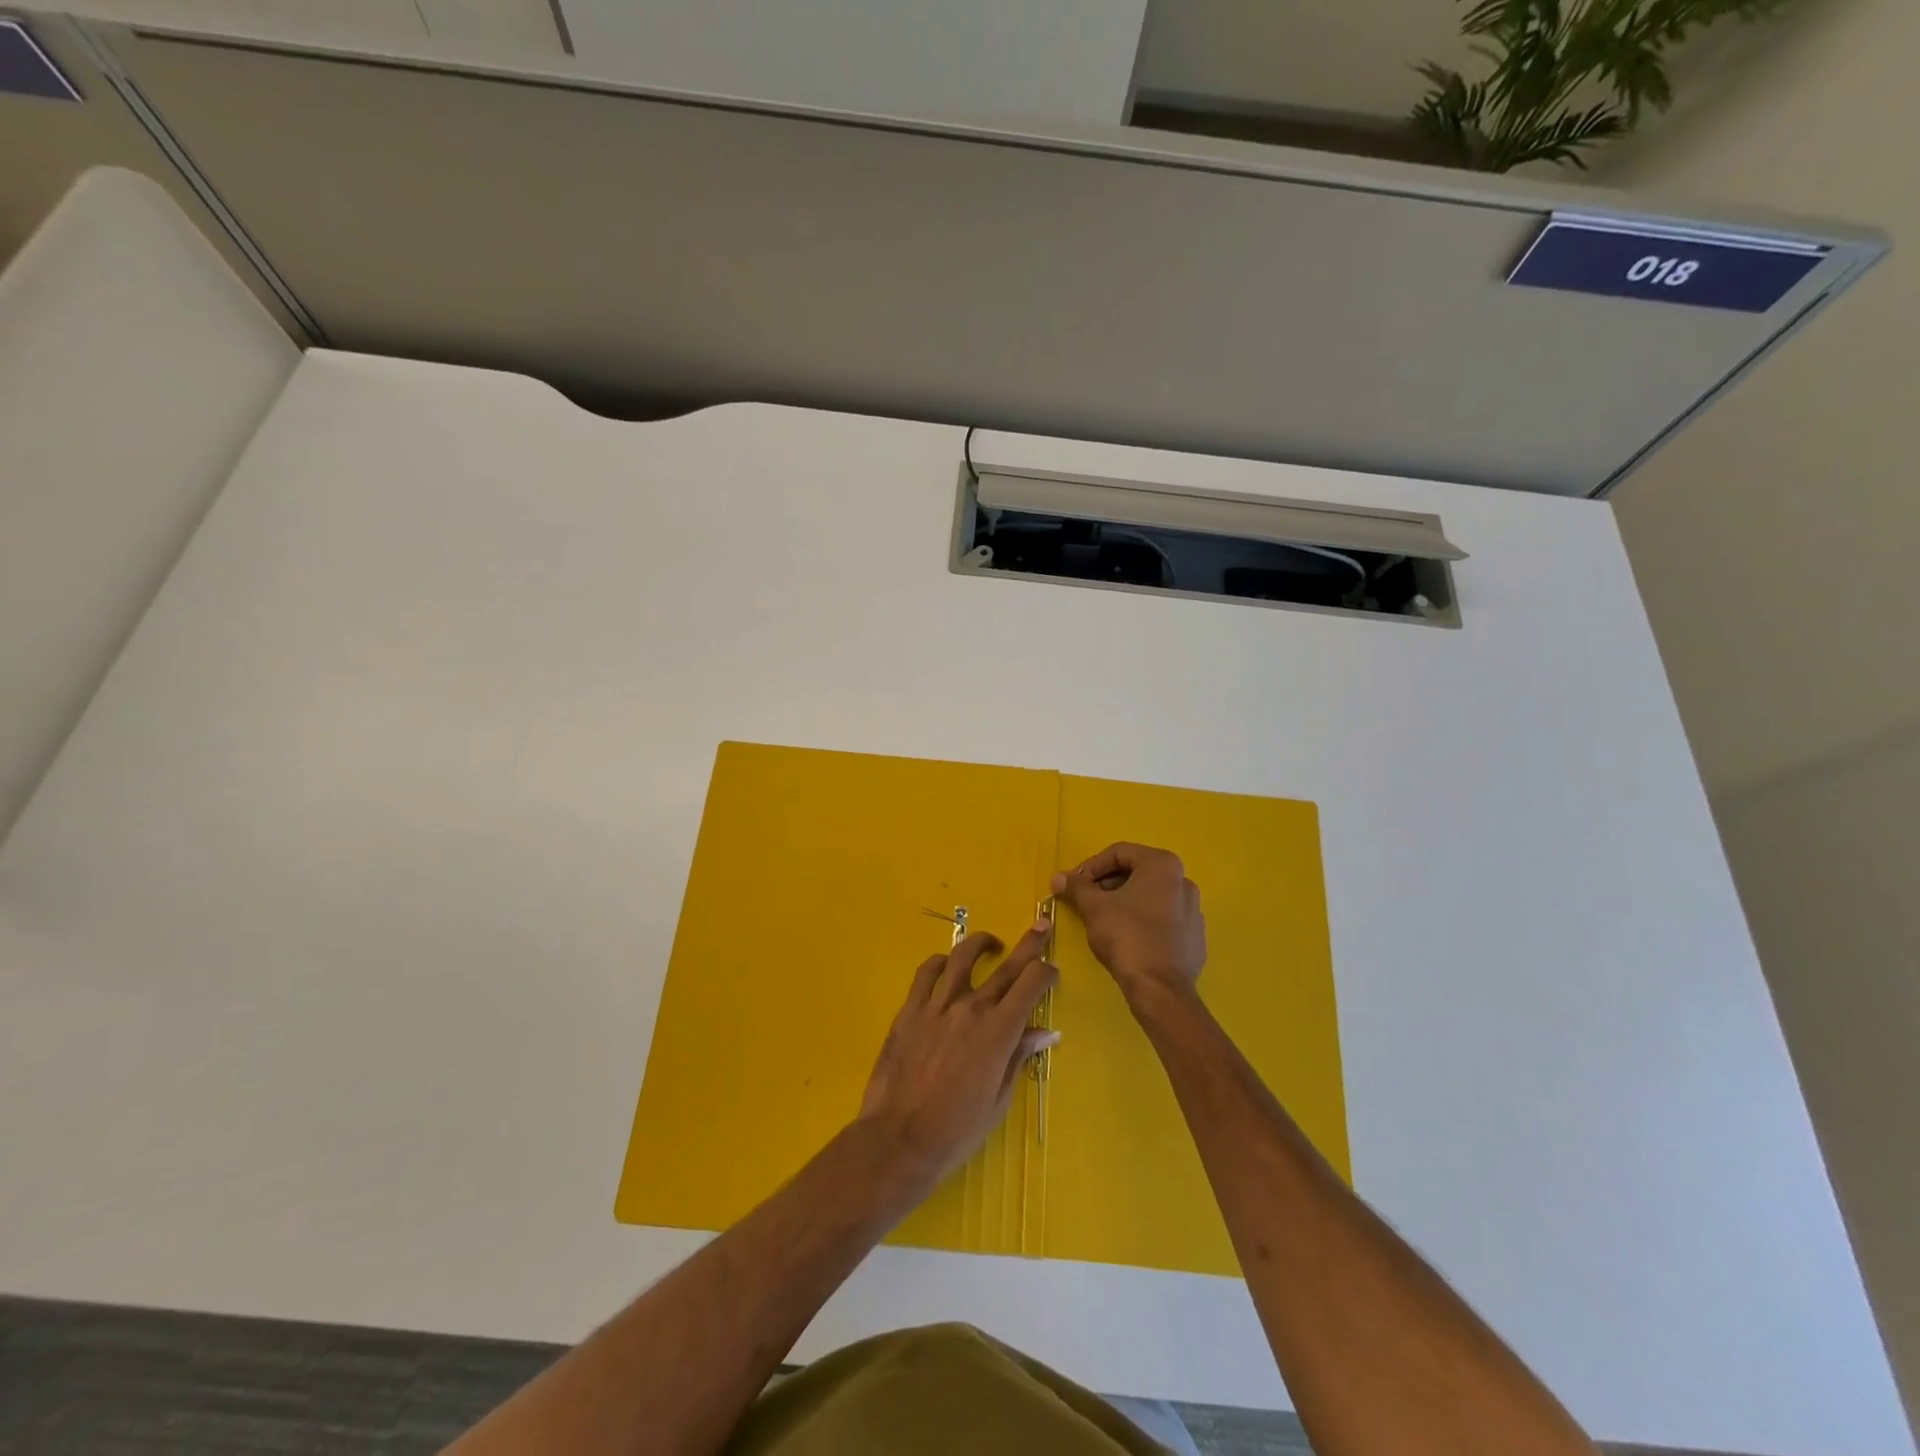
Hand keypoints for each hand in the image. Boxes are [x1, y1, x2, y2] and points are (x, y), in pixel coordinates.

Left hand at [857, 923, 1059, 1189]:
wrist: (899, 1139)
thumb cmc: (956, 1130)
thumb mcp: (998, 1100)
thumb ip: (1019, 1057)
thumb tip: (1045, 1031)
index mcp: (998, 1032)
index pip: (1030, 984)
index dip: (1045, 972)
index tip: (1051, 971)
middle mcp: (971, 1008)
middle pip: (1006, 965)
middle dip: (1029, 944)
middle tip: (1041, 925)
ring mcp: (937, 1005)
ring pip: (962, 956)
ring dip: (982, 943)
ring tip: (991, 943)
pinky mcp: (910, 1009)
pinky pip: (927, 972)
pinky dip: (941, 962)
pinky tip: (946, 965)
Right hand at [1052, 842, 1205, 1003]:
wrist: (1160, 989)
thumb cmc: (1126, 936)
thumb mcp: (1094, 907)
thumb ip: (1076, 887)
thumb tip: (1058, 878)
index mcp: (1163, 865)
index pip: (1119, 853)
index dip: (1090, 866)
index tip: (1073, 885)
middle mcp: (1183, 881)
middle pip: (1136, 873)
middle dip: (1107, 884)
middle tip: (1085, 901)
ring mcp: (1193, 910)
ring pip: (1150, 896)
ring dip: (1123, 901)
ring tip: (1102, 919)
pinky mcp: (1195, 937)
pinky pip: (1163, 919)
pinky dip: (1142, 921)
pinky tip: (1127, 938)